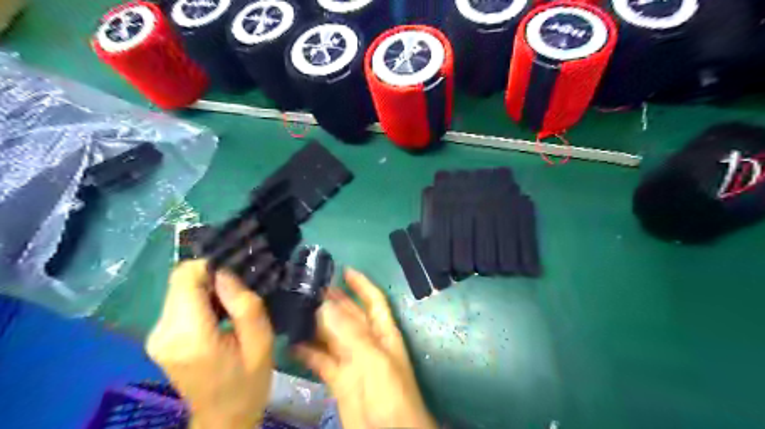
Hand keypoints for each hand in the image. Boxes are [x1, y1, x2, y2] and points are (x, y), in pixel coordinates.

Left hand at [145, 261, 272, 428]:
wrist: (223, 417)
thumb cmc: (248, 381)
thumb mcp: (261, 342)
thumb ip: (244, 305)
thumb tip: (225, 273)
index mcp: (189, 335)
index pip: (185, 277)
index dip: (211, 266)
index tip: (238, 275)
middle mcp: (162, 332)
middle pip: (181, 281)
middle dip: (211, 278)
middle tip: (241, 290)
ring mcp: (156, 336)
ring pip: (180, 290)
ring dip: (207, 289)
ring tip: (233, 303)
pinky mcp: (159, 337)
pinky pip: (179, 303)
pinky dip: (200, 300)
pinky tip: (220, 314)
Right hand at [295, 267, 435, 428]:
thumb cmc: (388, 393)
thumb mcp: (373, 359)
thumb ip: (349, 332)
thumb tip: (324, 304)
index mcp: (382, 332)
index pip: (373, 300)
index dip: (361, 284)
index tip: (343, 270)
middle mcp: (367, 342)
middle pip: (349, 315)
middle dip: (332, 301)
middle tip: (307, 288)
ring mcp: (352, 361)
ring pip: (332, 336)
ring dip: (315, 324)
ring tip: (293, 310)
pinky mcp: (338, 379)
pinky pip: (321, 360)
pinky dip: (307, 352)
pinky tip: (290, 344)